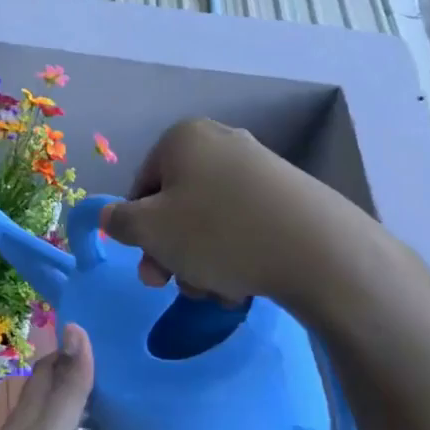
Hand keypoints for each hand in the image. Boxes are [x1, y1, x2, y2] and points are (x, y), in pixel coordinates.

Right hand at [102, 117, 337, 302]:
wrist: (318, 250)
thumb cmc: (217, 232)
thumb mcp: (149, 230)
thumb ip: (119, 222)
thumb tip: (111, 217)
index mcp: (183, 138)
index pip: (142, 187)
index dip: (140, 231)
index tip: (150, 266)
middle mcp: (221, 143)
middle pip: (178, 206)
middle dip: (173, 252)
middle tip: (176, 286)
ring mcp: (259, 168)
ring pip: (210, 222)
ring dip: (202, 261)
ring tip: (218, 290)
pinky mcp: (289, 196)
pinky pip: (245, 226)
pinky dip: (236, 255)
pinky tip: (244, 284)